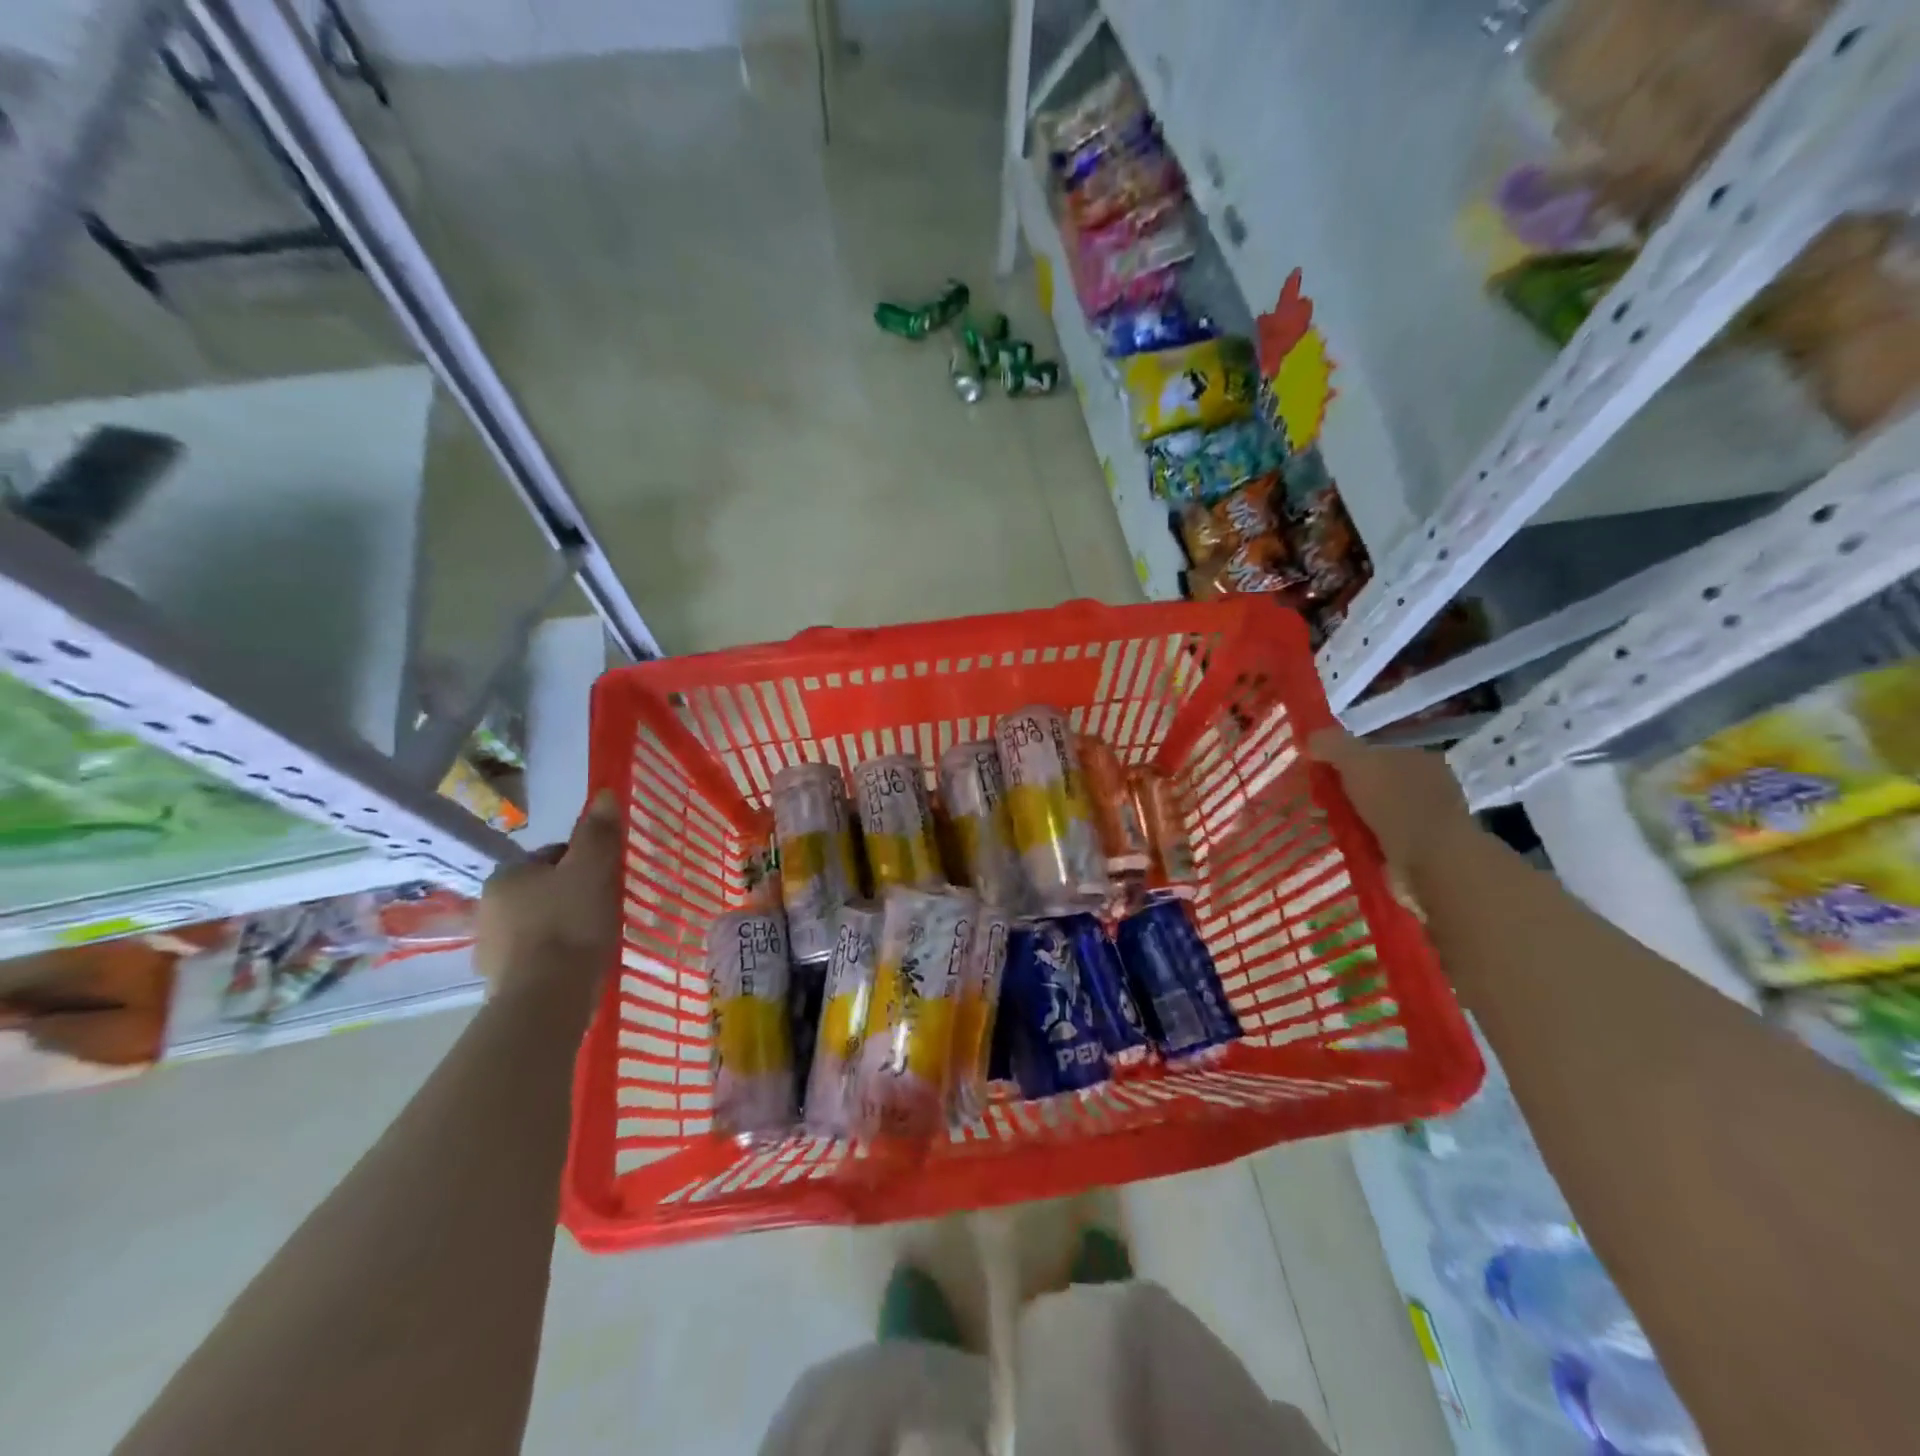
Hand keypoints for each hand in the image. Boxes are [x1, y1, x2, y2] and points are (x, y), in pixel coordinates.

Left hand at [476, 790, 622, 1009]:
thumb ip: (597, 833)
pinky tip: (579, 963)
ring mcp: (490, 947)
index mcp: (507, 875)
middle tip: (607, 906)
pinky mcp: (500, 980)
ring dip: (563, 925)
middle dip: (572, 894)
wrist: (546, 998)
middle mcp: (488, 906)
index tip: (609, 878)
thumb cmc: (569, 924)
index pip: (553, 855)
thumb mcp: (592, 870)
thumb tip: (603, 793)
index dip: (585, 862)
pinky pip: (535, 954)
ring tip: (596, 937)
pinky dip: (556, 954)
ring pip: (539, 922)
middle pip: (545, 889)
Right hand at [1309, 729, 1471, 877]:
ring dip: (1345, 816)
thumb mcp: (1357, 762)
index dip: (1343, 758)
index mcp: (1419, 758)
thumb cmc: (1397, 803)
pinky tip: (1338, 842)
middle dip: (1341, 789)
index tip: (1317, 768)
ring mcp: (1422, 819)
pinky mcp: (1416, 850)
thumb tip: (1311, 736)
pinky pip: (1375, 838)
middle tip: (1314, 798)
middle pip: (1371, 782)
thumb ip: (1332, 745)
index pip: (1374, 752)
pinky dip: (1355, 839)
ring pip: (1371, 811)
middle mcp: (1425, 785)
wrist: (1432, 862)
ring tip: (1319, 823)